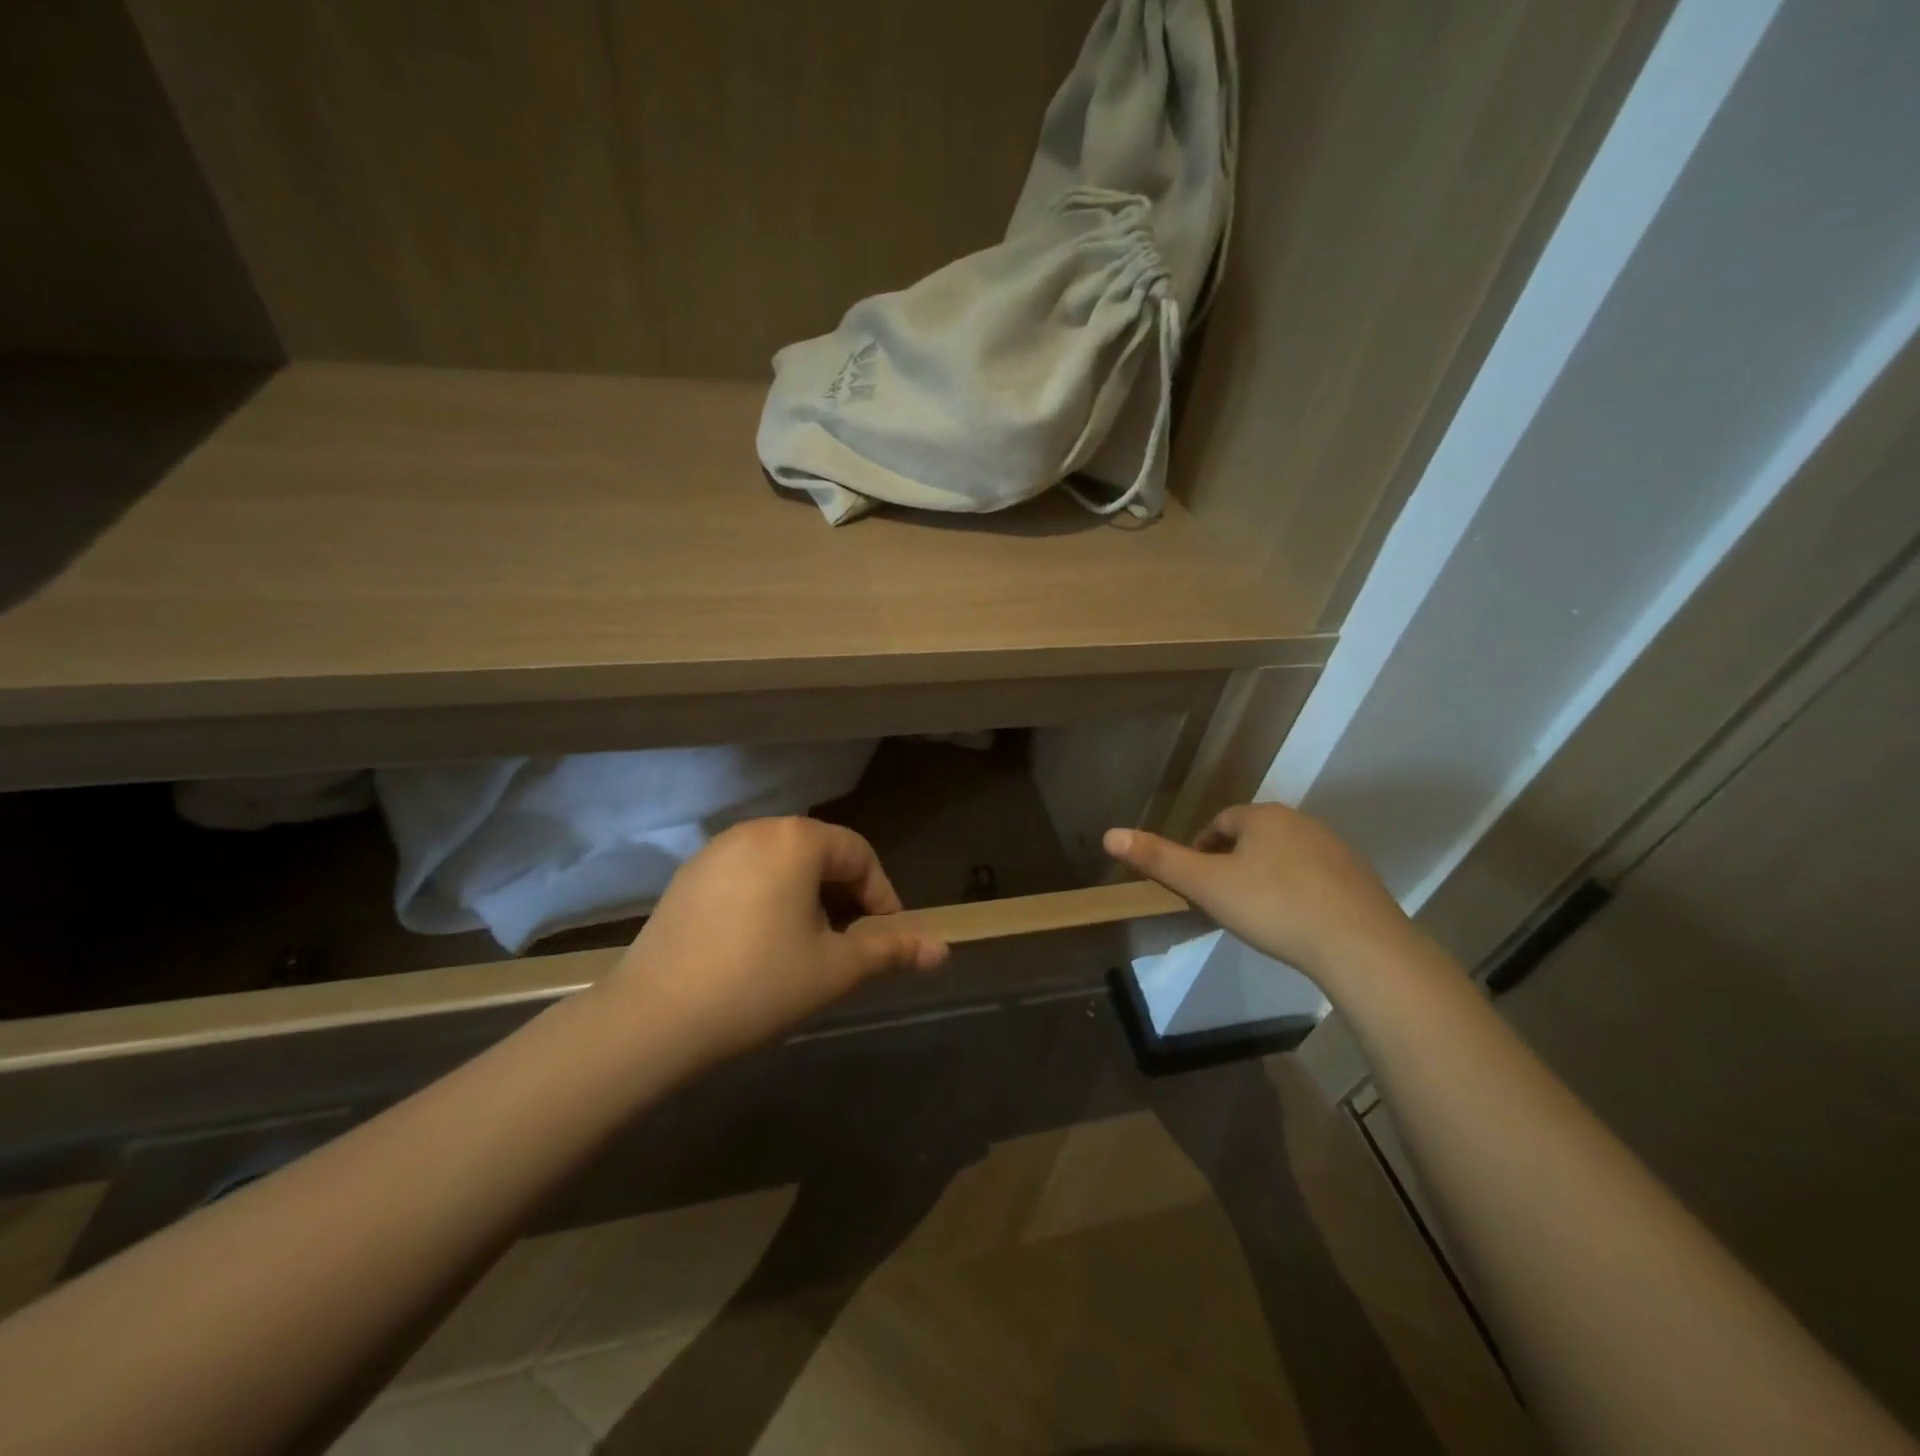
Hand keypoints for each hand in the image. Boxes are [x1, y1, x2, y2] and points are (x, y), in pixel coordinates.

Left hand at [606, 817, 948, 1064]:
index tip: (885, 938)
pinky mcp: (687, 877)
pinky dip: (768, 900)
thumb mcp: (835, 969)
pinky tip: (760, 945)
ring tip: (808, 947)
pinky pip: (746, 876)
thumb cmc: (759, 984)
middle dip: (844, 897)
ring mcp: (715, 851)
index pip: (858, 854)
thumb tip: (945, 951)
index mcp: (796, 839)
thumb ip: (892, 951)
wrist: (652, 1018)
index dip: (881, 896)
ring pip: (782, 865)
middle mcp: (755, 830)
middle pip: (819, 854)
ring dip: (807, 898)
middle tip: (850, 944)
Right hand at [1104, 804, 1412, 985]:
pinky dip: (1297, 892)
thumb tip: (1110, 834)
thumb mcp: (1206, 885)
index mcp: (1261, 817)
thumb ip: (1159, 859)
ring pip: (1284, 856)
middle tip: (1219, 899)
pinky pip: (1314, 877)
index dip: (1201, 849)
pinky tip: (1295, 922)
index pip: (1220, 823)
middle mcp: (1300, 822)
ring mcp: (1334, 849)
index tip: (1194, 882)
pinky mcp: (1358, 879)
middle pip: (1252, 836)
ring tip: (1254, 913)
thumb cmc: (1273, 907)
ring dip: (1264, 875)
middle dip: (1232, 861)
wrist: (1360, 945)